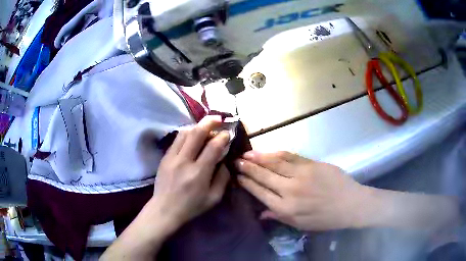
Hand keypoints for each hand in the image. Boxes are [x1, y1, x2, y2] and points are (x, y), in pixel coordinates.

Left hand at [101, 116, 230, 260]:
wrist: (165, 209)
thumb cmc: (192, 206)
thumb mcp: (214, 198)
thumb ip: (223, 178)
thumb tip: (224, 161)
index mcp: (199, 173)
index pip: (213, 147)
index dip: (222, 136)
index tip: (228, 133)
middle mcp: (184, 161)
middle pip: (196, 133)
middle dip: (209, 122)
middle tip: (218, 118)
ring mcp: (172, 158)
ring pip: (184, 133)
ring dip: (197, 126)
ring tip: (205, 126)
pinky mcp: (164, 157)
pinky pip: (176, 139)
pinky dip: (186, 133)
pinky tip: (192, 136)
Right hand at [236, 151, 367, 230]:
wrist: (350, 204)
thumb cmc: (325, 218)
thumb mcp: (300, 225)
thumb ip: (279, 217)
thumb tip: (260, 213)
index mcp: (286, 209)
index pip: (260, 193)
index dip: (247, 183)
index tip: (238, 176)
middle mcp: (289, 191)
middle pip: (264, 176)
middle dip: (248, 168)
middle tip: (236, 161)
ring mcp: (301, 175)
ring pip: (274, 163)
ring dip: (258, 158)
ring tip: (246, 154)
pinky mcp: (311, 164)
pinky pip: (290, 156)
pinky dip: (276, 153)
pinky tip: (268, 152)